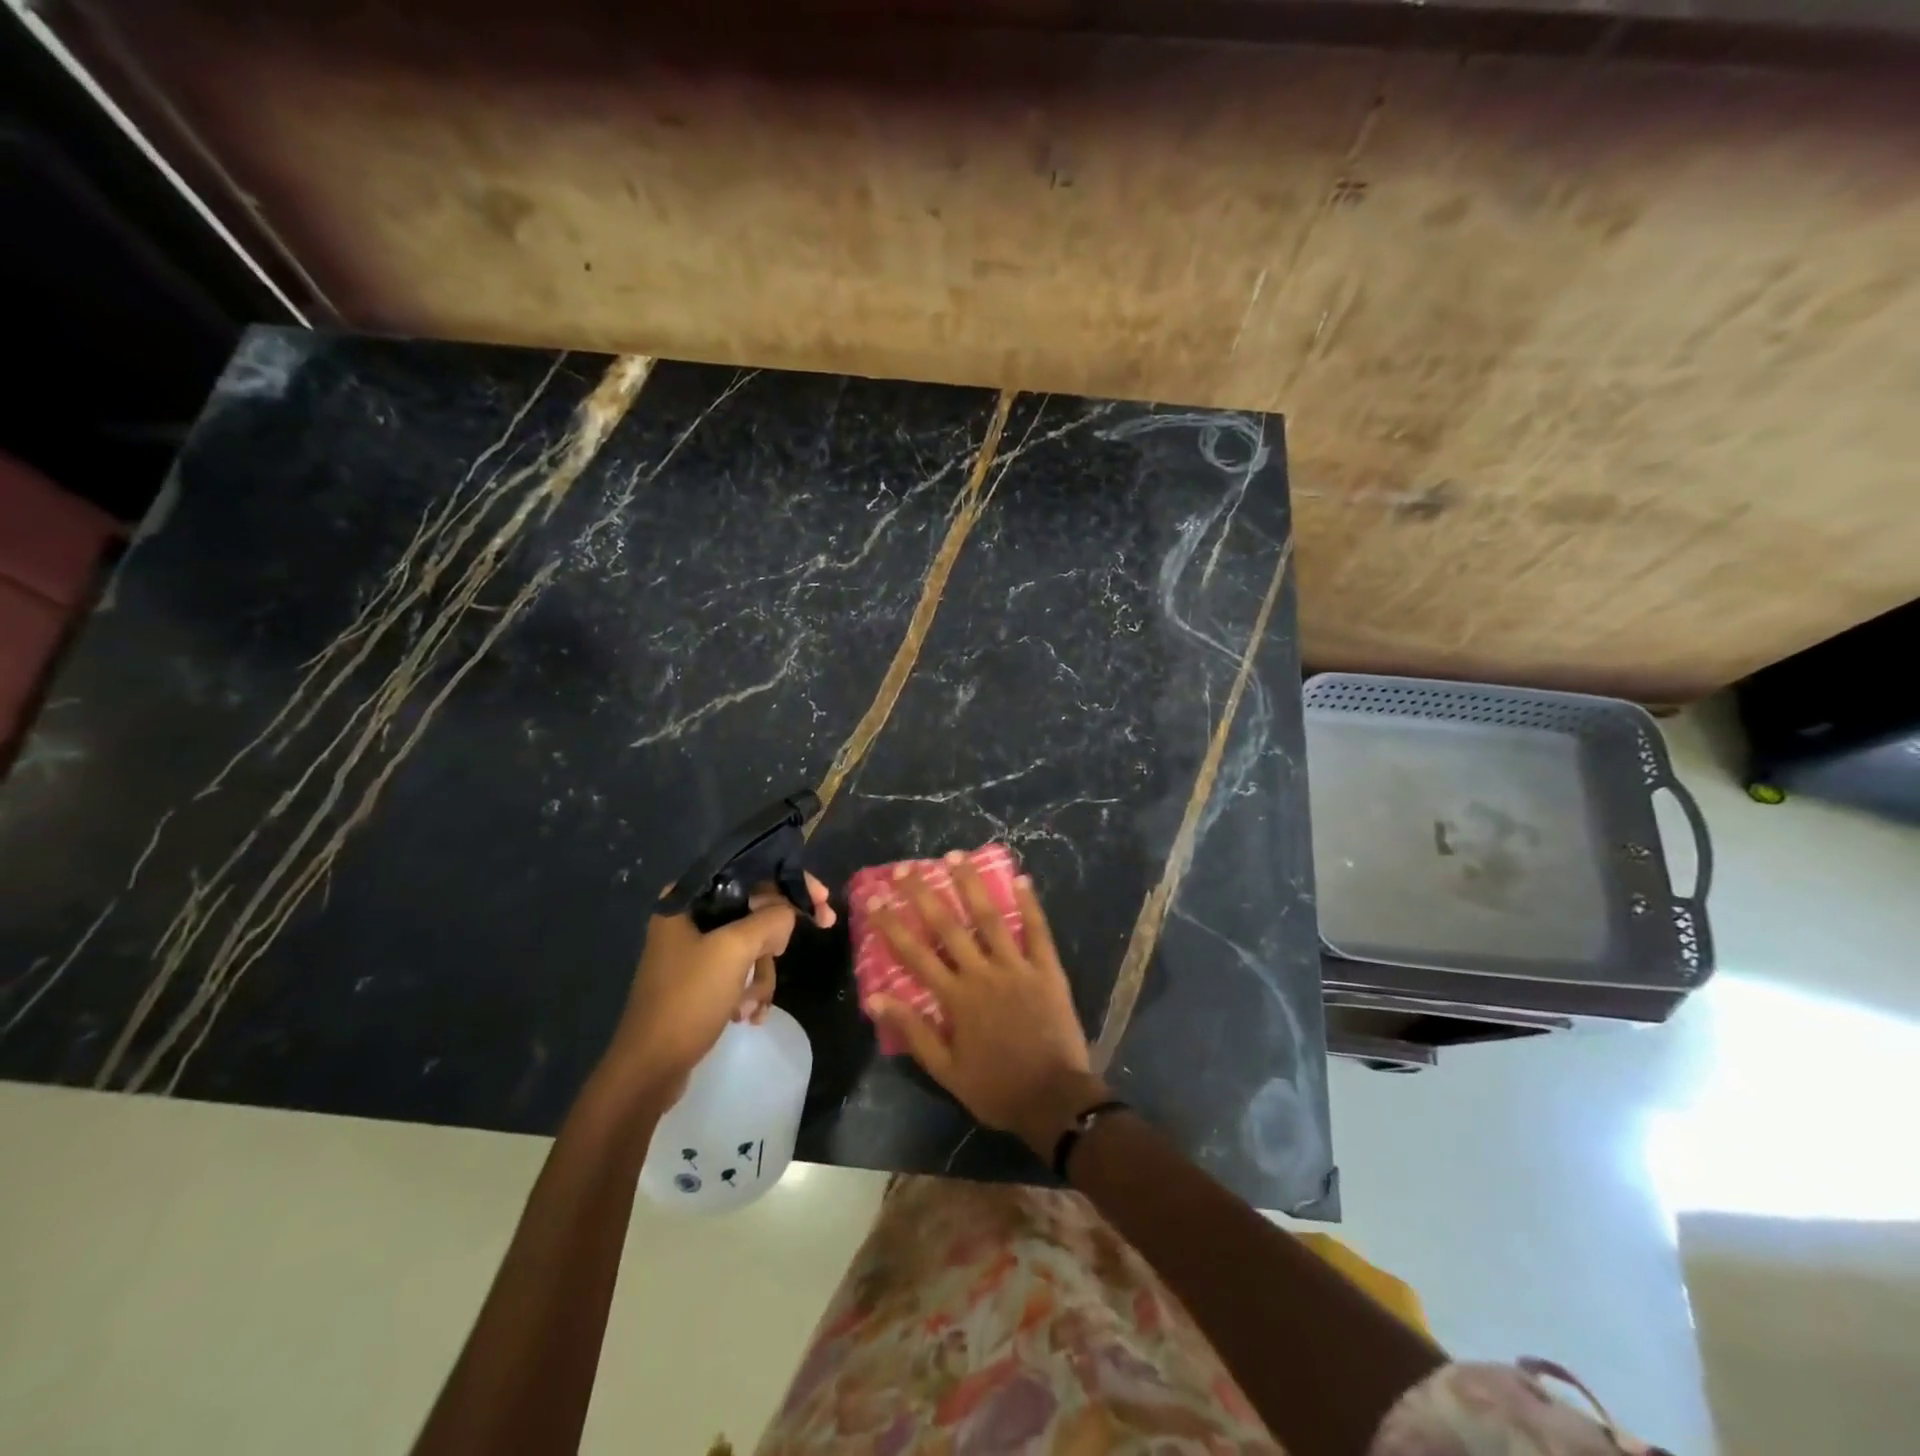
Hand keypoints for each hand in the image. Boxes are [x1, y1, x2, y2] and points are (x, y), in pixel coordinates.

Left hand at [606, 874, 835, 1102]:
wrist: (649, 1069)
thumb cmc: (688, 999)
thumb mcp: (734, 951)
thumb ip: (769, 919)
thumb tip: (788, 912)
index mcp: (687, 899)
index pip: (750, 873)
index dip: (790, 883)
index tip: (823, 901)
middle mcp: (688, 918)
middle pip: (754, 910)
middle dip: (775, 939)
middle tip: (790, 951)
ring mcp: (692, 951)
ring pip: (750, 945)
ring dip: (761, 975)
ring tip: (753, 1004)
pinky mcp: (698, 980)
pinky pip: (739, 971)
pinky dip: (749, 990)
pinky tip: (748, 1015)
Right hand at [866, 856, 1107, 1157]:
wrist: (1054, 1100)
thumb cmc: (996, 1088)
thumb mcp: (946, 1070)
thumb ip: (913, 1031)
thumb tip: (875, 998)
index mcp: (956, 998)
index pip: (916, 953)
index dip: (893, 924)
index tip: (875, 898)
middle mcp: (982, 973)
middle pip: (948, 926)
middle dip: (924, 894)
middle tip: (906, 868)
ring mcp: (1017, 967)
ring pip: (990, 918)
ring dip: (971, 885)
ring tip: (955, 856)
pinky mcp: (1047, 969)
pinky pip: (1037, 931)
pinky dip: (1030, 904)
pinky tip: (1021, 878)